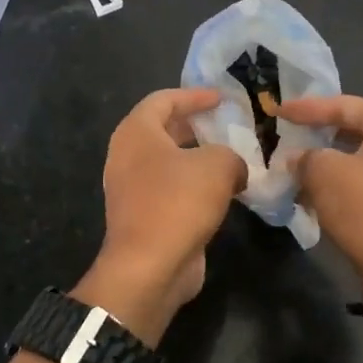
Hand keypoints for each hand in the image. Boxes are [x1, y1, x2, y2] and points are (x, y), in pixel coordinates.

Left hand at [71, 89, 245, 343]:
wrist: (150, 267)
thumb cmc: (178, 202)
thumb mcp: (218, 165)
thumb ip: (231, 155)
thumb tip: (235, 168)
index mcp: (136, 132)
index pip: (164, 99)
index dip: (195, 95)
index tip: (223, 98)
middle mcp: (127, 156)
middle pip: (164, 129)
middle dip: (197, 125)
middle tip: (229, 124)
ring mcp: (132, 188)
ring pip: (169, 161)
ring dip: (199, 158)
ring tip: (233, 156)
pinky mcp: (144, 216)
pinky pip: (172, 189)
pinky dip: (195, 184)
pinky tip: (225, 190)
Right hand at [280, 94, 362, 326]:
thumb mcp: (324, 174)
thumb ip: (304, 157)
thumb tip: (296, 158)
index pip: (344, 105)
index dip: (306, 108)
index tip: (276, 110)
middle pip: (353, 129)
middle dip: (317, 135)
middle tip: (286, 134)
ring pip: (358, 158)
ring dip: (326, 163)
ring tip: (294, 165)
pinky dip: (340, 183)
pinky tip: (313, 193)